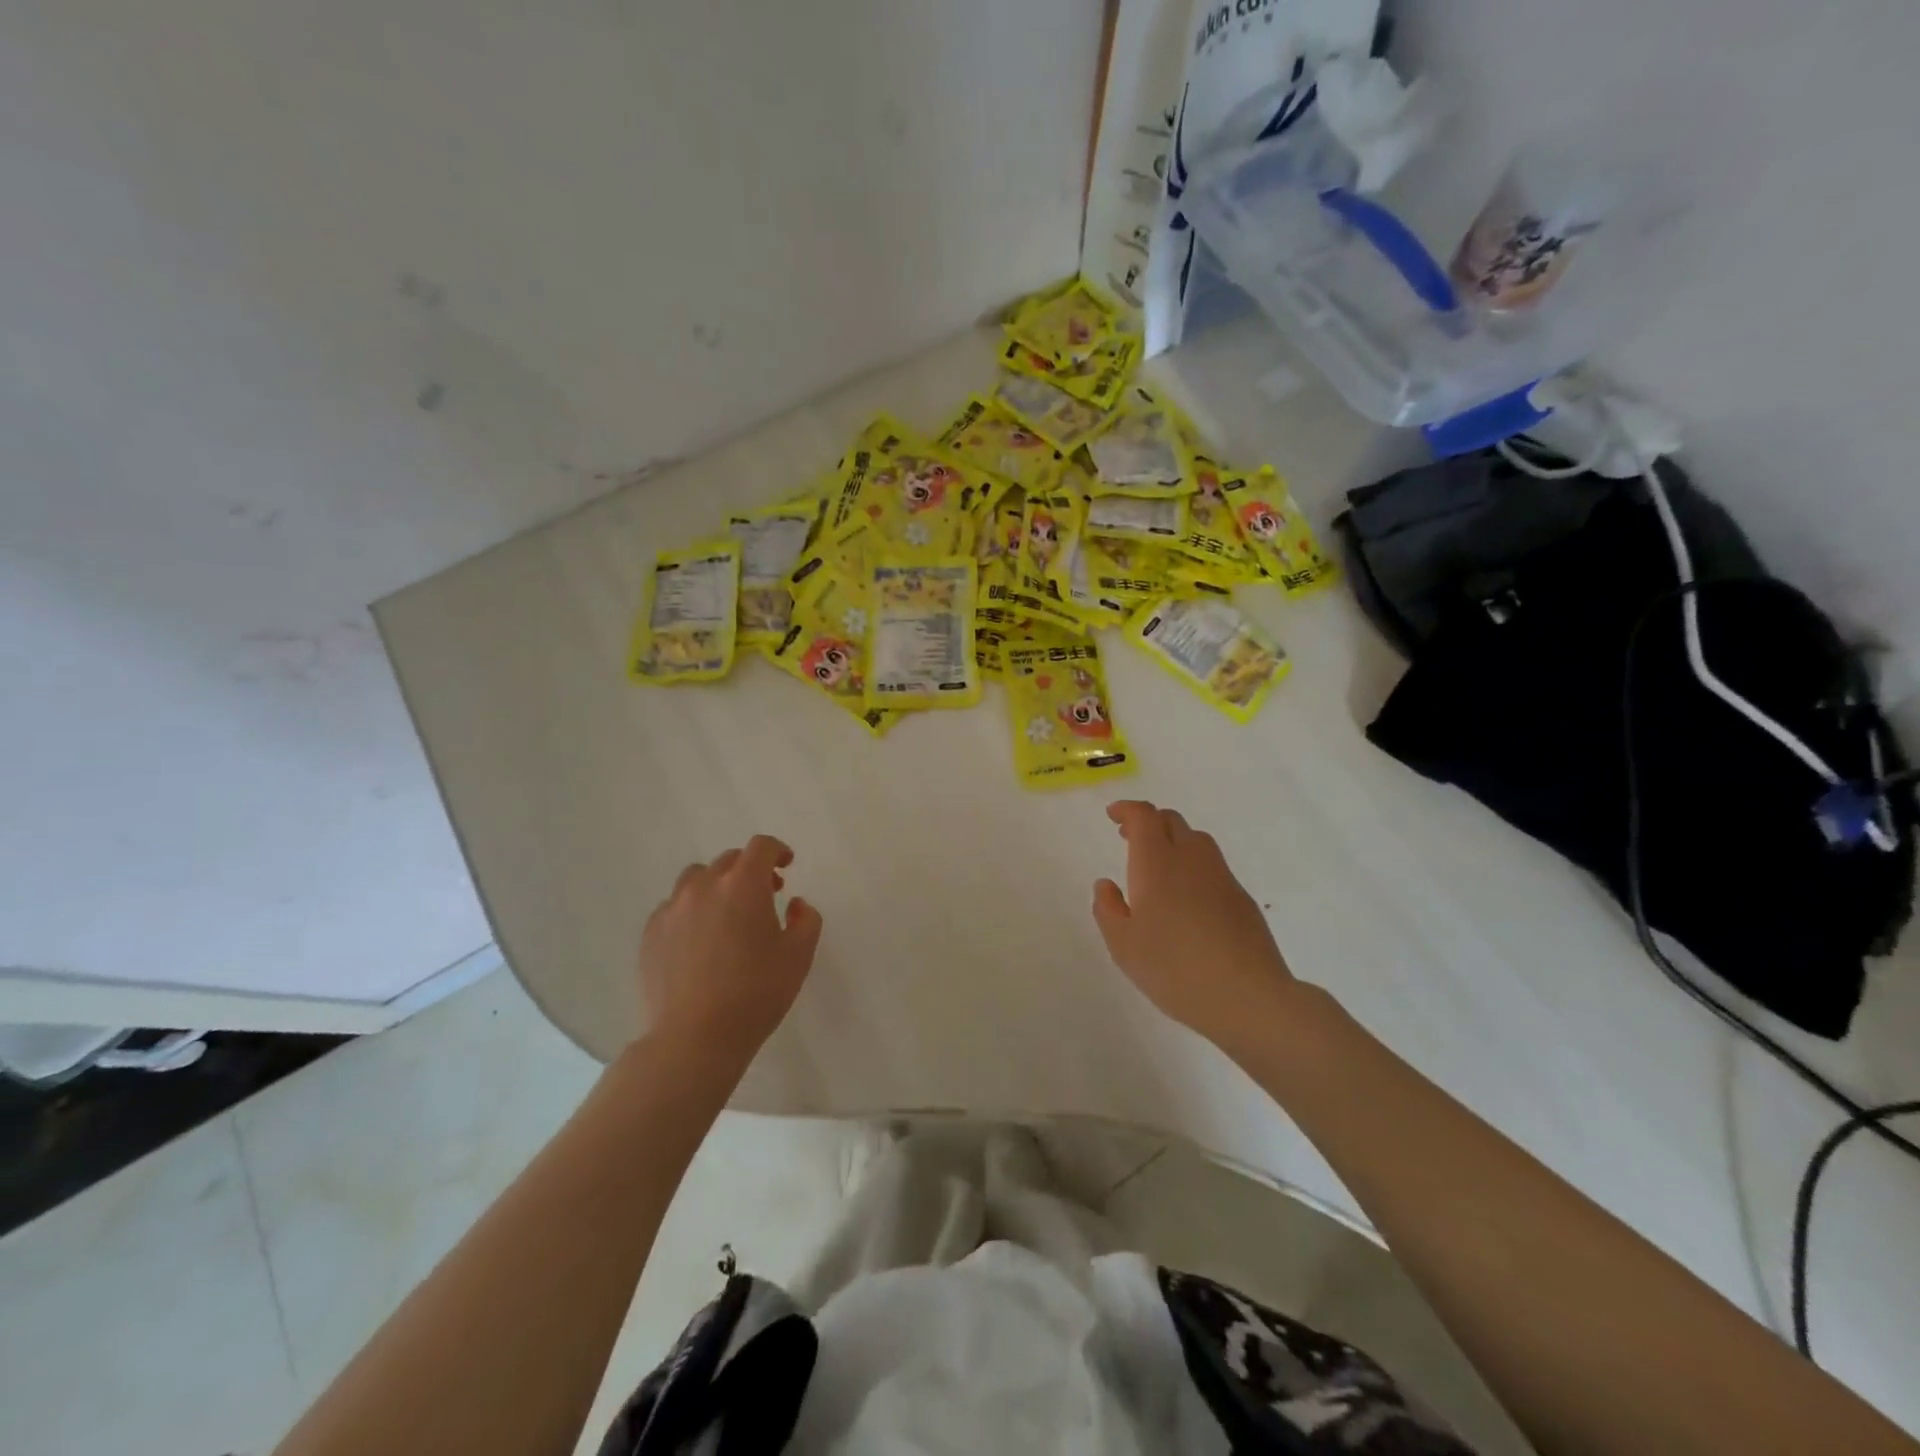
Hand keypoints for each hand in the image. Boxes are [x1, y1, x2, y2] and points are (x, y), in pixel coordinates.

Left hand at [638, 835, 822, 1066]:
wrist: (693, 1038)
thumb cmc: (755, 994)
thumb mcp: (798, 957)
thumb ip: (806, 920)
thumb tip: (795, 904)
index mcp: (743, 885)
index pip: (761, 847)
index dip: (777, 850)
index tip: (786, 865)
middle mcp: (704, 886)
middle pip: (728, 860)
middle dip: (750, 870)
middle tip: (765, 895)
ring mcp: (672, 909)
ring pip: (696, 880)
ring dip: (717, 886)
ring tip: (727, 914)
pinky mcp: (651, 934)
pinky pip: (674, 907)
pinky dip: (691, 910)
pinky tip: (699, 940)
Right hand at [1092, 800, 1295, 1050]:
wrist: (1247, 996)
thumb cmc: (1173, 969)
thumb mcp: (1123, 946)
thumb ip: (1108, 910)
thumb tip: (1106, 884)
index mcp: (1157, 863)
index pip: (1144, 817)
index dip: (1127, 810)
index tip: (1113, 815)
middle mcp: (1191, 859)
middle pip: (1171, 821)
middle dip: (1149, 822)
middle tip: (1129, 838)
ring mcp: (1221, 877)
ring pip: (1196, 840)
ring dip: (1173, 841)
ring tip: (1158, 866)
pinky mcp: (1242, 898)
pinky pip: (1212, 867)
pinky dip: (1193, 866)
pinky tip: (1187, 898)